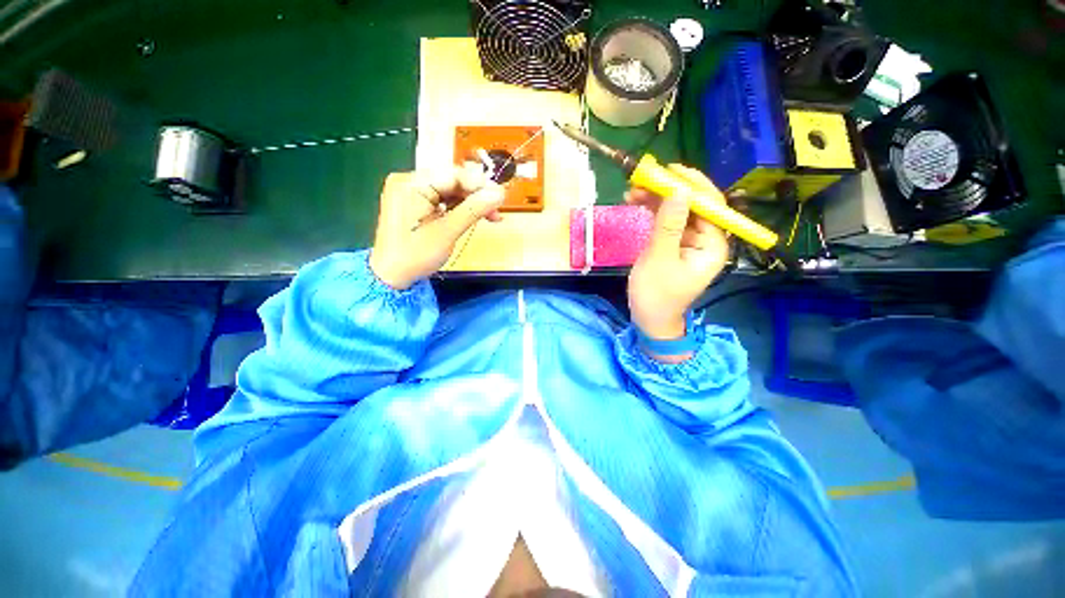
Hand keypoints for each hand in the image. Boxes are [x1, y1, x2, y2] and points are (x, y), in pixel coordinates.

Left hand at [369, 165, 504, 289]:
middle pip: (453, 181)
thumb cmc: (416, 255)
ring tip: (492, 217)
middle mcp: (411, 182)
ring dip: (472, 203)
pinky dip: (461, 209)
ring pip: (451, 191)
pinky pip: (445, 201)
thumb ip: (473, 209)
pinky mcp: (418, 205)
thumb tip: (500, 193)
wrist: (392, 277)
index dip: (479, 184)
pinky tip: (477, 217)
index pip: (453, 174)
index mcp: (412, 184)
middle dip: (477, 195)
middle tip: (498, 210)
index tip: (501, 197)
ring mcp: (413, 193)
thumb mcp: (447, 232)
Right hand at [625, 164, 730, 341]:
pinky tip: (637, 202)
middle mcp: (706, 240)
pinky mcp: (674, 244)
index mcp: (713, 245)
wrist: (649, 320)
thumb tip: (679, 191)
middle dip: (669, 191)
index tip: (670, 170)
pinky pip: (667, 221)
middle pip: (693, 205)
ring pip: (677, 211)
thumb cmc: (656, 295)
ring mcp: (689, 241)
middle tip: (644, 179)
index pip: (711, 206)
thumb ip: (669, 226)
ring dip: (657, 199)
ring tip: (633, 191)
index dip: (693, 185)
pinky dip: (653, 211)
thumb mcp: (660, 260)